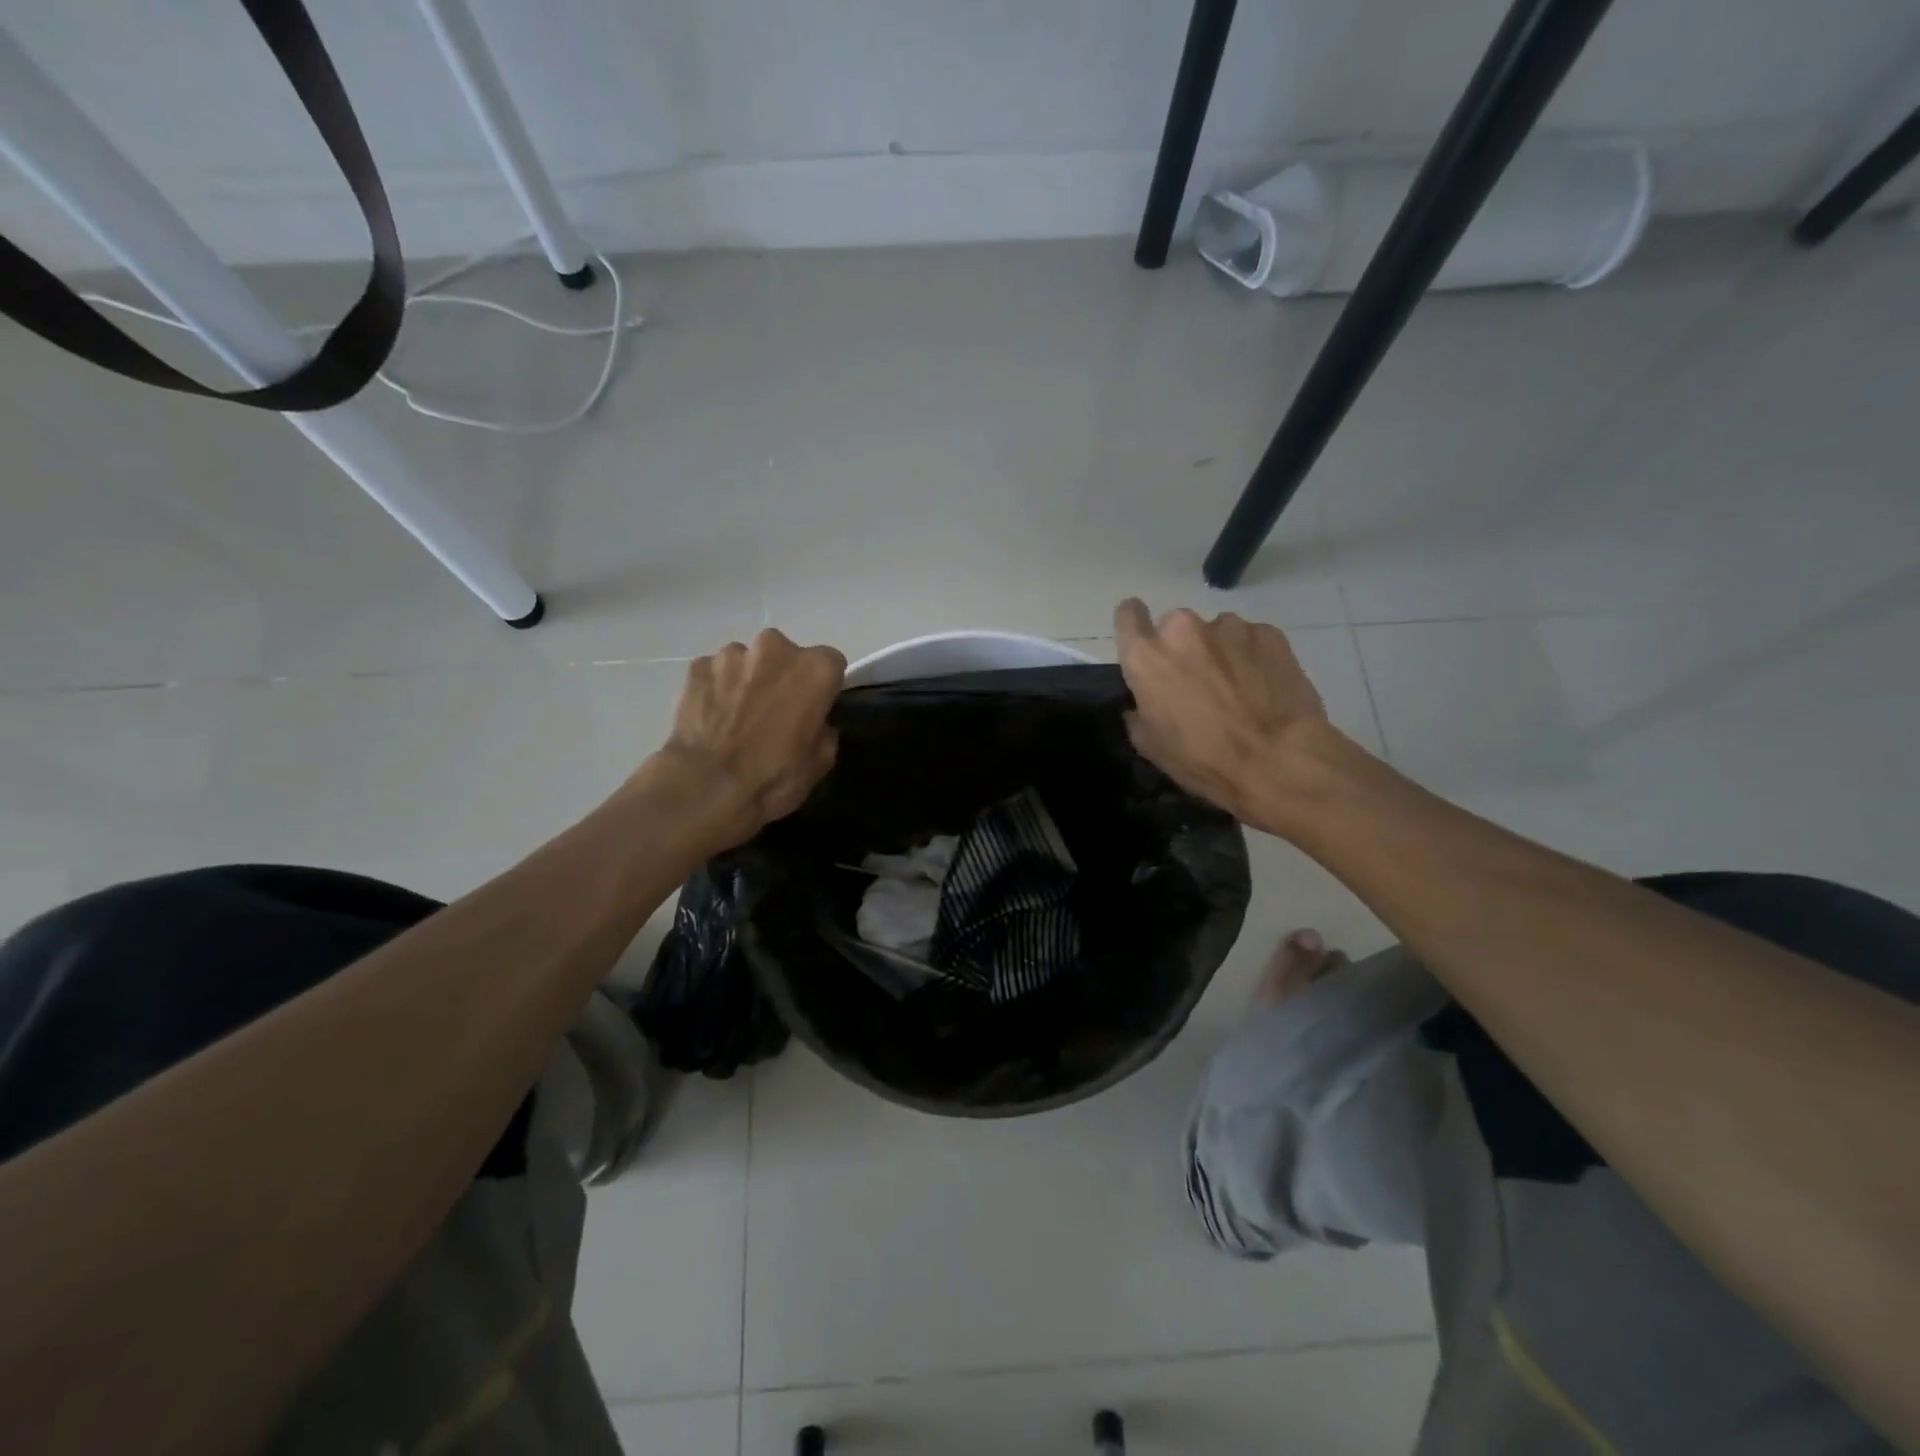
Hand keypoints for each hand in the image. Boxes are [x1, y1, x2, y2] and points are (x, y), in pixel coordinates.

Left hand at [640, 628, 845, 852]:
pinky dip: (716, 688)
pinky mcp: (697, 666)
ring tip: (737, 717)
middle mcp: (775, 648)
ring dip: (747, 680)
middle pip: (786, 655)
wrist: (705, 788)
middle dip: (783, 677)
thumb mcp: (821, 762)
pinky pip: (714, 673)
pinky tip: (711, 718)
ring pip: (747, 661)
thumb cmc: (774, 777)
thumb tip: (814, 723)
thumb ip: (824, 729)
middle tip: (774, 712)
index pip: (831, 663)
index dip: (823, 687)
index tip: (814, 708)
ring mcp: (731, 654)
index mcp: (815, 669)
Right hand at [1114, 599, 1345, 833]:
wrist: (1278, 763)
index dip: (1135, 625)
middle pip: (1175, 626)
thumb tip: (1142, 702)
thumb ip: (1138, 711)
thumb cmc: (1202, 759)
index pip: (1128, 614)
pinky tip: (1265, 687)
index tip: (1145, 641)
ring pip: (1216, 632)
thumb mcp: (1151, 745)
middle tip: (1198, 681)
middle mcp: (1183, 629)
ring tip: (1238, 688)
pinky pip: (1251, 639)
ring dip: (1220, 652)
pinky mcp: (1269, 633)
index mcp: (1147, 656)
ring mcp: (1229, 626)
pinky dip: (1252, 657)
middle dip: (1183, 648)